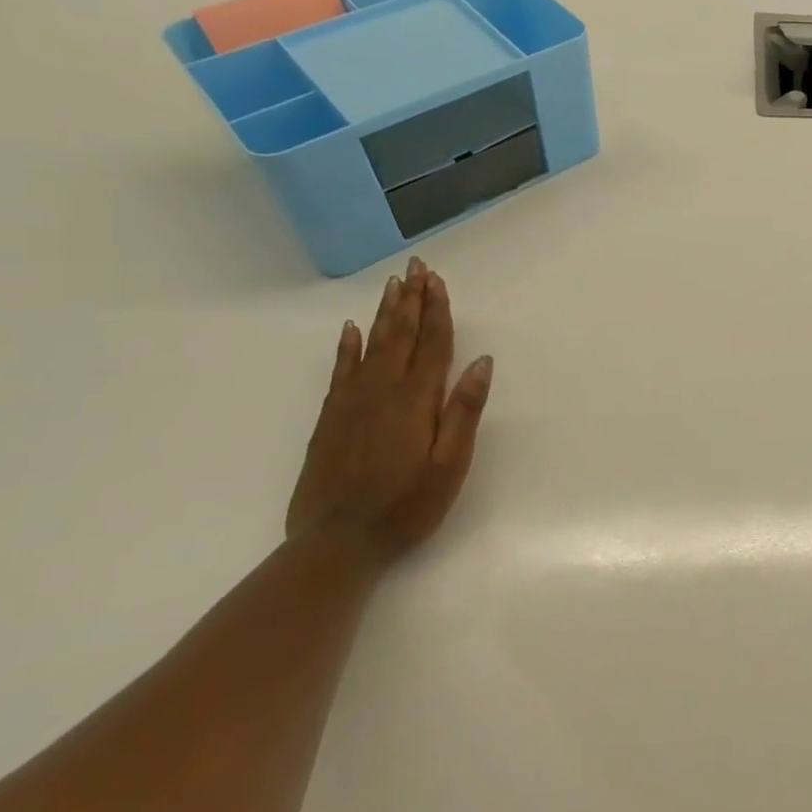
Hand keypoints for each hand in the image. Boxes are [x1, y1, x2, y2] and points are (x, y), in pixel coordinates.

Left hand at [286, 257, 493, 561]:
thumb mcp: (450, 464)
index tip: (437, 280)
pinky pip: (341, 372)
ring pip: (372, 346)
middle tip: (415, 267)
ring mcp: (351, 404)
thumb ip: (464, 411)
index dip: (437, 311)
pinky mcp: (330, 420)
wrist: (337, 544)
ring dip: (385, 314)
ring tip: (392, 285)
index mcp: (416, 401)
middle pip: (401, 336)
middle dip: (410, 300)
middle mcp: (382, 392)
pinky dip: (347, 347)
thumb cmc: (406, 506)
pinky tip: (350, 330)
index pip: (432, 345)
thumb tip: (481, 362)